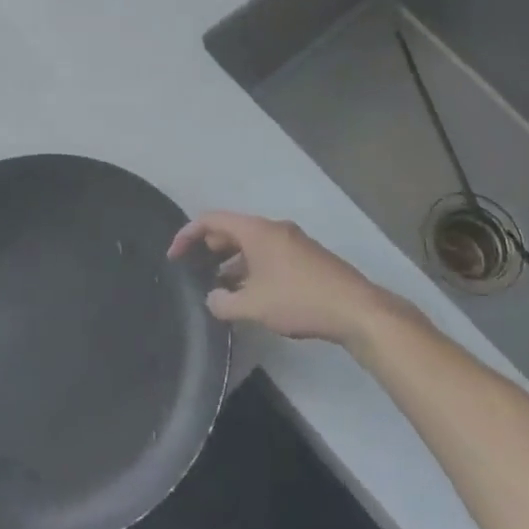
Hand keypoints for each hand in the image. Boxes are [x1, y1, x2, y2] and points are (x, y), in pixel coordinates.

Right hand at [169, 211, 418, 349]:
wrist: (355, 308)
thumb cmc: (299, 300)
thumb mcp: (253, 306)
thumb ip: (224, 302)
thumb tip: (213, 298)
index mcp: (257, 231)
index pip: (212, 219)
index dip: (187, 234)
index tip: (174, 255)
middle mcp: (274, 229)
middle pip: (233, 229)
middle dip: (210, 246)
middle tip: (195, 269)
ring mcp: (293, 242)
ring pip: (252, 244)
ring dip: (232, 261)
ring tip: (220, 287)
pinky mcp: (306, 258)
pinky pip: (269, 255)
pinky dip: (252, 268)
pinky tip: (251, 295)